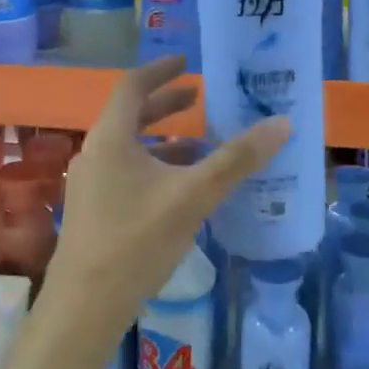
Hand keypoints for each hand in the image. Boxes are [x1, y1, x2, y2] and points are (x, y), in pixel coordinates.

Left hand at [45, 57, 285, 339]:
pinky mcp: (93, 210)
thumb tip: (283, 123)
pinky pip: (126, 172)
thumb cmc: (137, 240)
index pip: (132, 86)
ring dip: (163, 140)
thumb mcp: (193, 196)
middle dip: (165, 105)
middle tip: (199, 98)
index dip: (160, 71)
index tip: (187, 64)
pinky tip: (180, 189)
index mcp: (111, 137)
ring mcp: (90, 183)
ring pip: (129, 147)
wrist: (86, 305)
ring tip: (200, 145)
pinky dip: (154, 168)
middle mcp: (95, 152)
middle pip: (130, 115)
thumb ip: (237, 160)